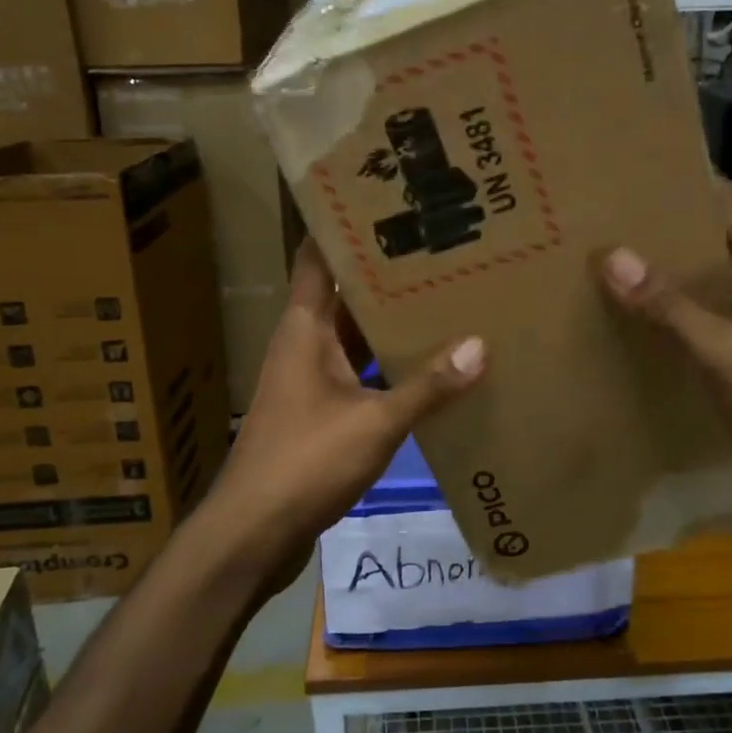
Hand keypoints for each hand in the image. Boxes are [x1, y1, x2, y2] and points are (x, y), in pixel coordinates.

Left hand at [201, 239, 486, 585]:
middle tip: (435, 249)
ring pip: (351, 337)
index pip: (317, 258)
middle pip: (343, 296)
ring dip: (386, 323)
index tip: (383, 200)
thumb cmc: (305, 462)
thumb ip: (428, 386)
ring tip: (441, 297)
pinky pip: (355, 372)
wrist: (253, 532)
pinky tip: (424, 364)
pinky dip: (383, 365)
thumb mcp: (375, 423)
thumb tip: (479, 346)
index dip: (343, 227)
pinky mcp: (316, 412)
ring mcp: (307, 379)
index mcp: (305, 328)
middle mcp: (302, 344)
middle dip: (383, 274)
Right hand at [595, 177, 731, 520]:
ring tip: (626, 262)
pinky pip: (730, 307)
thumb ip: (669, 305)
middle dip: (676, 226)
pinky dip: (696, 303)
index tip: (636, 178)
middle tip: (617, 221)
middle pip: (726, 235)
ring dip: (684, 267)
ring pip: (727, 274)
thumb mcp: (722, 355)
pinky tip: (660, 317)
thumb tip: (613, 255)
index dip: (690, 184)